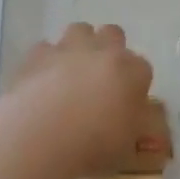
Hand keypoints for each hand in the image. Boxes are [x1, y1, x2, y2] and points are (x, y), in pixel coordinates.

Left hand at [10, 23, 153, 173]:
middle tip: (101, 80)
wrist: (40, 137)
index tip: (127, 102)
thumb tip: (142, 116)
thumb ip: (141, 127)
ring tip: (71, 75)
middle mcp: (103, 51)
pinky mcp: (36, 55)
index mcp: (132, 71)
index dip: (135, 84)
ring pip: (80, 30)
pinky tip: (42, 81)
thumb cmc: (94, 146)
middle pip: (113, 34)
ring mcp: (68, 48)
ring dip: (80, 46)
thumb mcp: (130, 148)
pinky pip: (46, 48)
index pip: (143, 68)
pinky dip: (47, 60)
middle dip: (110, 50)